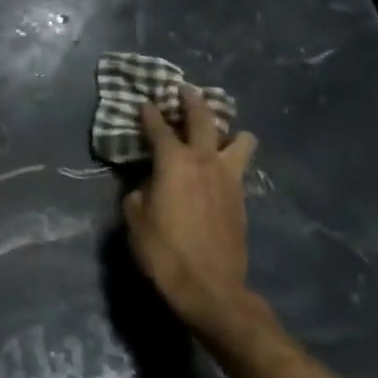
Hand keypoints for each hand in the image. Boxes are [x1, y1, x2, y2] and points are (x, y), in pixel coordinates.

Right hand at [121, 87, 257, 330]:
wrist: (210, 287)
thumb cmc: (163, 251)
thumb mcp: (135, 218)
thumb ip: (139, 191)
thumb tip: (147, 183)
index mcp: (173, 162)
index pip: (158, 128)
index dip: (149, 114)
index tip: (145, 103)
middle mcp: (204, 160)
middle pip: (203, 118)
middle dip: (192, 101)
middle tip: (185, 90)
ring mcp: (229, 178)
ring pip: (239, 139)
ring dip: (228, 130)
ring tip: (218, 132)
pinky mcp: (242, 198)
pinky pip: (240, 165)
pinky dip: (232, 158)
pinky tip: (222, 166)